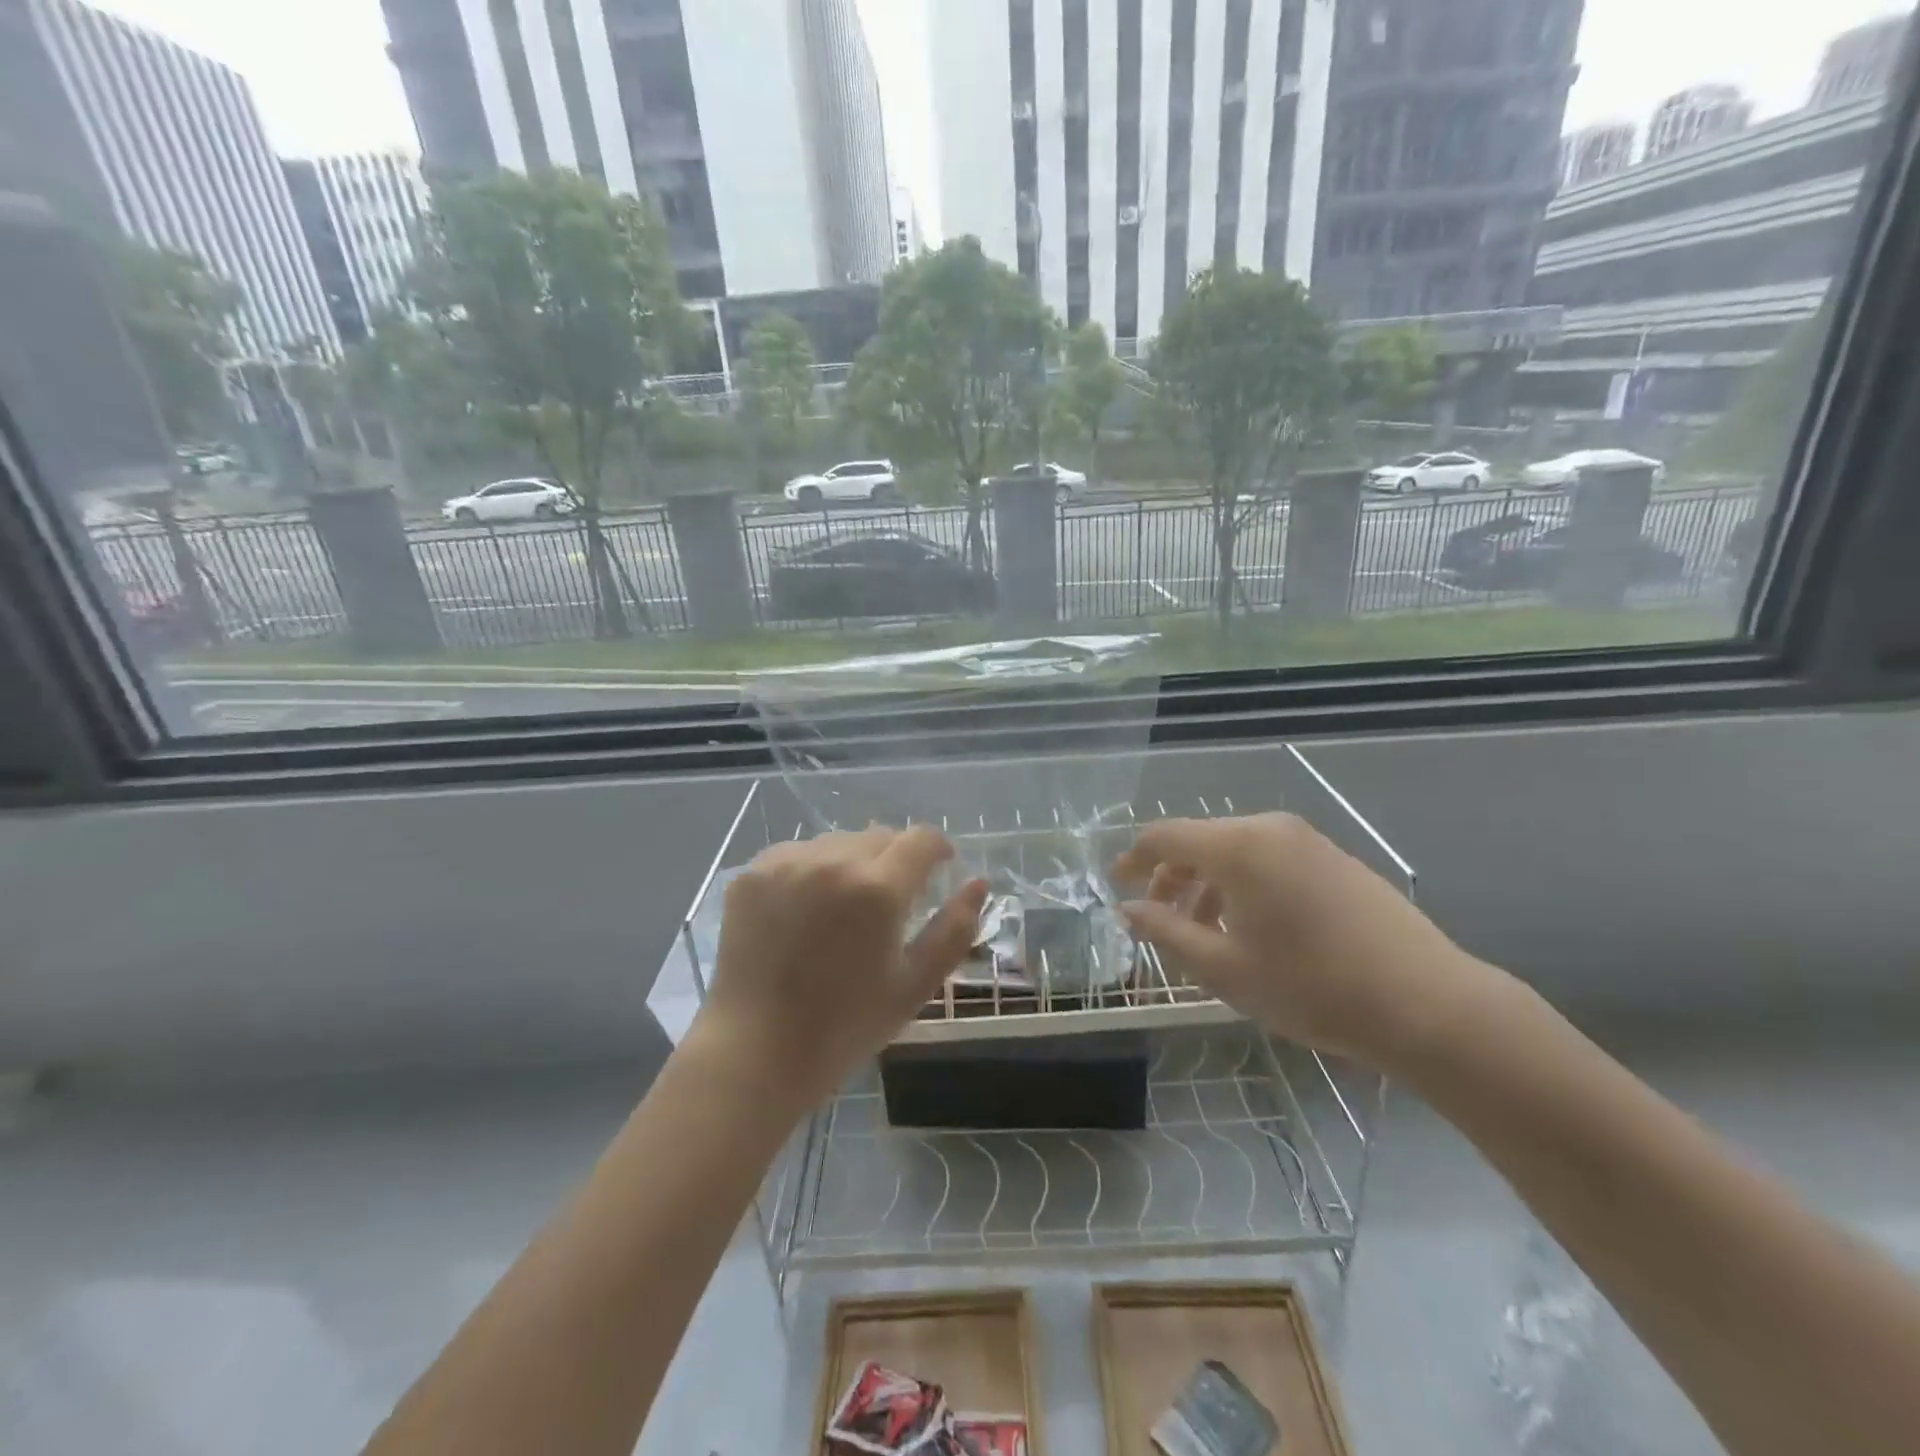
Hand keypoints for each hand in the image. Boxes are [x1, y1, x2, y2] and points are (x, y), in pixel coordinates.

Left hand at [696, 825, 988, 1110]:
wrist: (755, 1051)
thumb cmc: (845, 1026)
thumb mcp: (914, 984)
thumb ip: (955, 928)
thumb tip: (979, 883)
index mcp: (878, 889)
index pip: (921, 839)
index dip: (937, 849)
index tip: (940, 868)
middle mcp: (832, 861)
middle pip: (880, 836)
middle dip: (895, 860)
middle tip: (889, 904)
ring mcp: (786, 863)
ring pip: (838, 842)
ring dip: (853, 863)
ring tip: (843, 909)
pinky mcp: (752, 872)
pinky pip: (798, 854)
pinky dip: (811, 871)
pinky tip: (805, 911)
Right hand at [1113, 813, 1503, 1067]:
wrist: (1427, 1004)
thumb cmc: (1312, 987)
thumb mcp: (1224, 968)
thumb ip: (1166, 932)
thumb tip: (1129, 909)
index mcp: (1238, 847)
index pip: (1165, 836)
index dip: (1134, 859)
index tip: (1117, 885)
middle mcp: (1270, 829)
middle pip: (1200, 840)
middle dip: (1171, 876)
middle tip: (1159, 918)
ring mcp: (1308, 841)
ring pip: (1236, 850)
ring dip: (1207, 884)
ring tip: (1204, 932)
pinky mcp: (1335, 859)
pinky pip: (1270, 859)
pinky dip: (1243, 884)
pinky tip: (1252, 927)